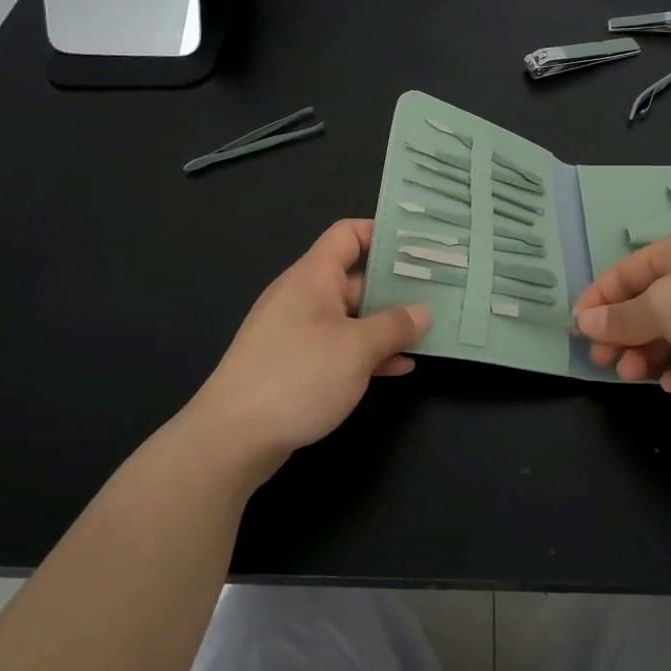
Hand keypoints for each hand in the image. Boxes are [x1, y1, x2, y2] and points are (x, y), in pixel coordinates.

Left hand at [186, 219, 430, 479]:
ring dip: (385, 324)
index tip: (418, 244)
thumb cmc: (298, 376)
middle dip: (395, 286)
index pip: (348, 234)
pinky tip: (398, 367)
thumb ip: (394, 327)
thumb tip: (423, 312)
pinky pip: (338, 346)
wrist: (232, 438)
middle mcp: (303, 296)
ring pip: (350, 316)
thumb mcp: (357, 349)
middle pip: (355, 277)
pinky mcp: (294, 364)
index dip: (382, 232)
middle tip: (438, 292)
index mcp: (313, 276)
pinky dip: (366, 352)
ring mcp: (296, 331)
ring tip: (428, 331)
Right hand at [573, 227, 670, 397]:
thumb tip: (585, 321)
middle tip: (604, 360)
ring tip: (635, 376)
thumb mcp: (660, 306)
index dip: (600, 298)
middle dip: (625, 334)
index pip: (629, 271)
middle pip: (651, 306)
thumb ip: (621, 318)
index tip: (578, 327)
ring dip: (652, 356)